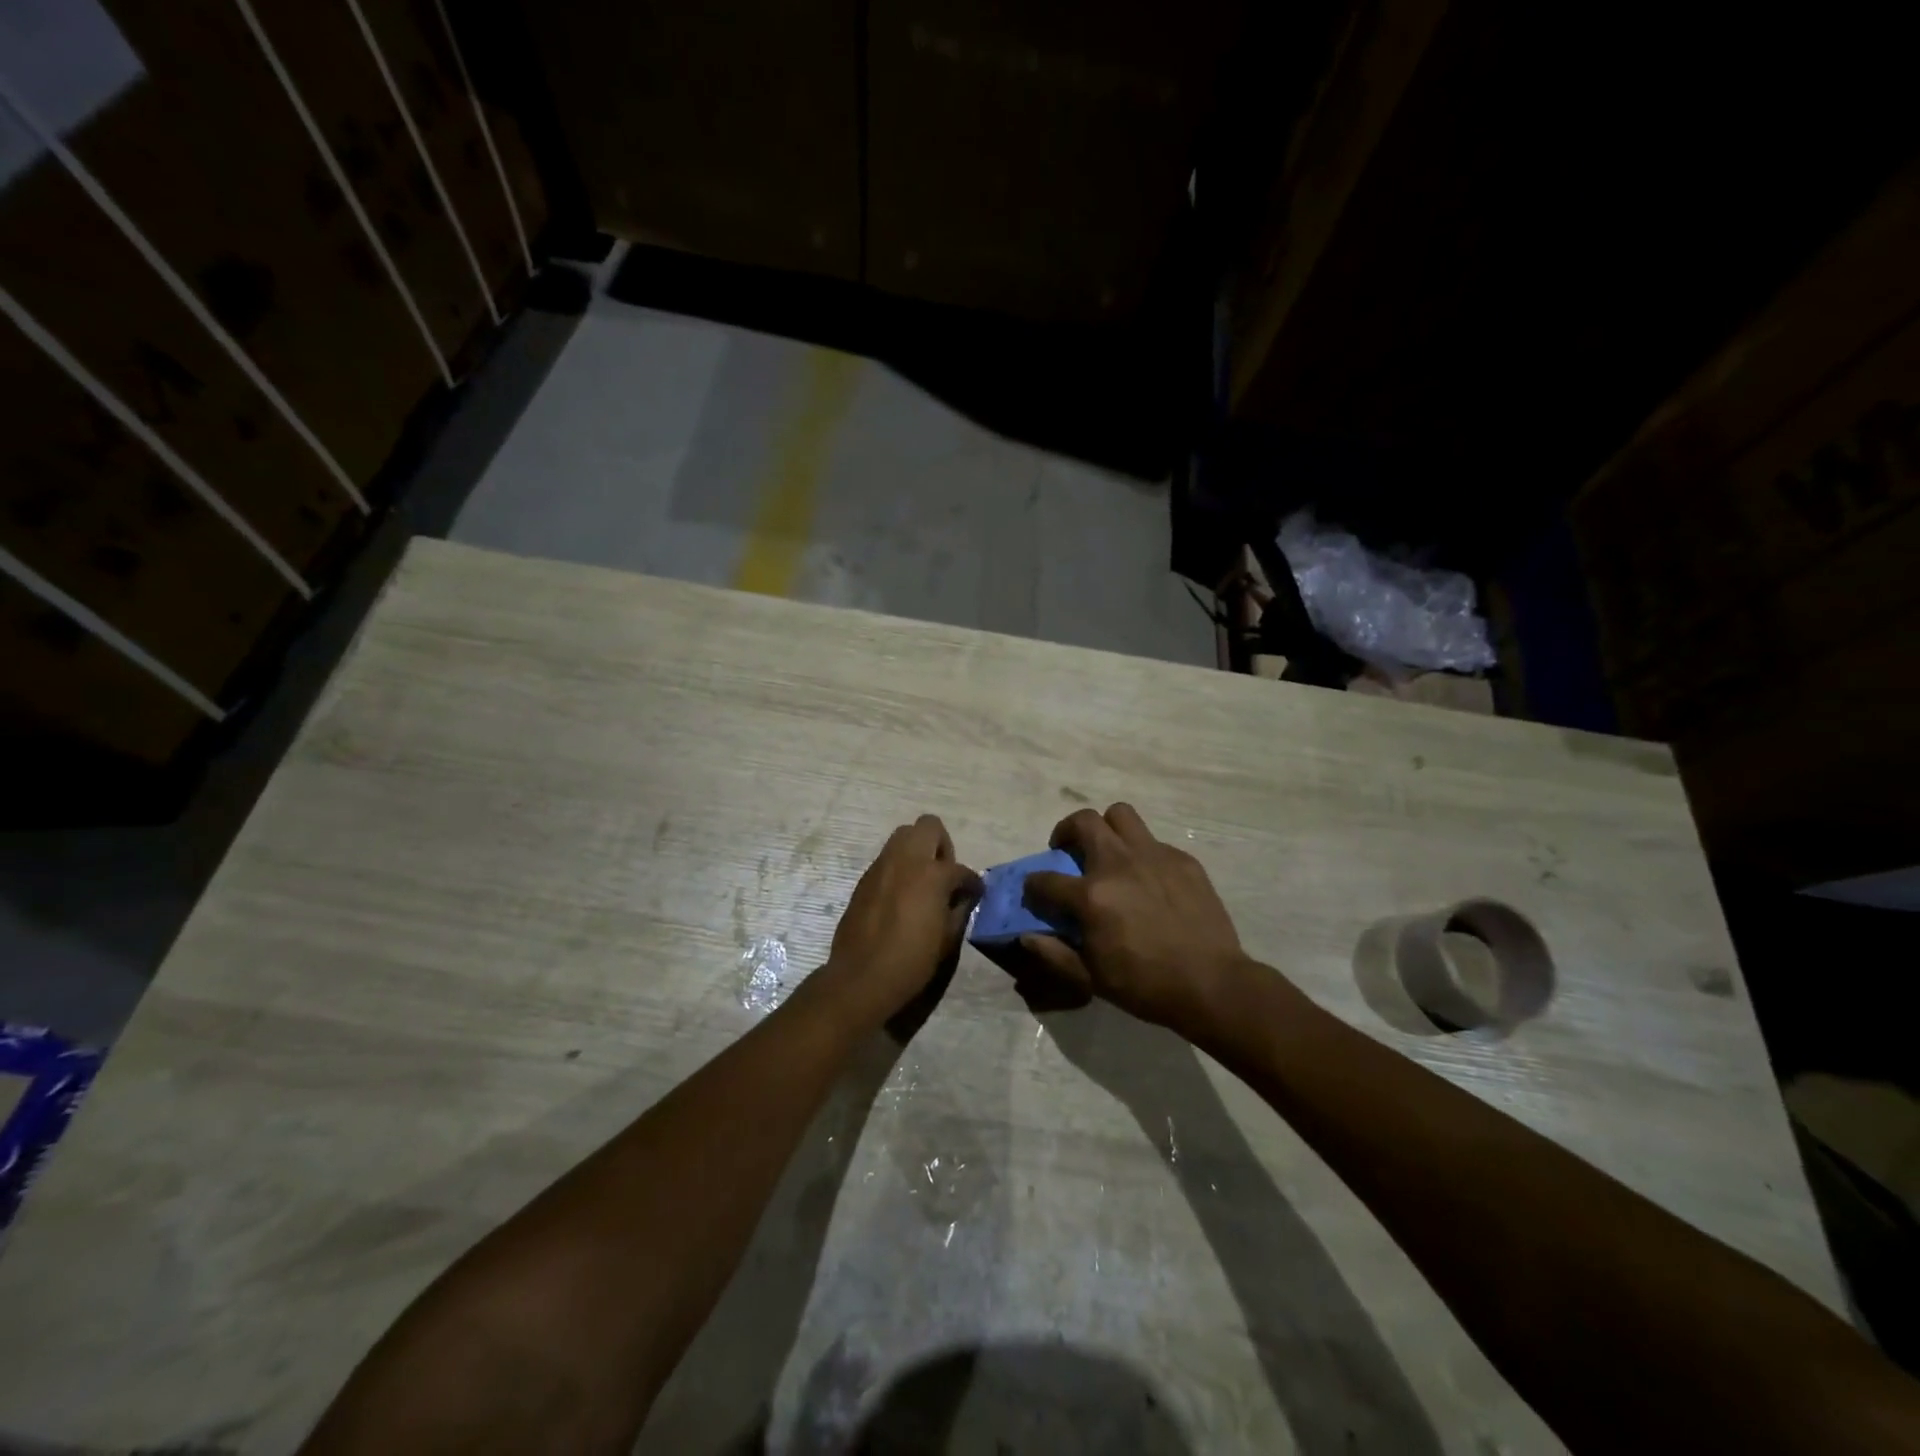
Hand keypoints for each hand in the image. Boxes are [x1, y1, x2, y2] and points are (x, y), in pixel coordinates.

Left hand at [820, 815, 981, 1028]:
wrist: (862, 977)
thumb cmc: (912, 960)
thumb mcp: (948, 938)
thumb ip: (960, 909)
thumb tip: (964, 896)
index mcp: (932, 874)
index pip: (961, 869)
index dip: (972, 883)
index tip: (974, 893)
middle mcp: (906, 860)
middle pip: (927, 826)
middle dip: (941, 844)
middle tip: (943, 873)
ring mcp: (881, 866)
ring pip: (902, 837)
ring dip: (917, 851)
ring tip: (922, 883)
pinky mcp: (864, 879)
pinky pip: (886, 860)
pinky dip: (899, 869)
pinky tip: (901, 897)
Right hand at [1017, 803, 1256, 1035]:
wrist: (1211, 984)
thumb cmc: (1145, 985)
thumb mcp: (1091, 978)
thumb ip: (1054, 954)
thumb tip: (1026, 936)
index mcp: (1091, 895)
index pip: (1045, 879)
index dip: (1033, 886)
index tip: (1035, 893)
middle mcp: (1118, 864)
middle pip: (1083, 821)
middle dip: (1066, 831)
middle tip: (1068, 852)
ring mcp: (1153, 856)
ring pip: (1120, 815)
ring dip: (1106, 827)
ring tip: (1108, 851)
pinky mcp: (1182, 860)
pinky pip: (1153, 842)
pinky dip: (1141, 853)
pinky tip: (1148, 880)